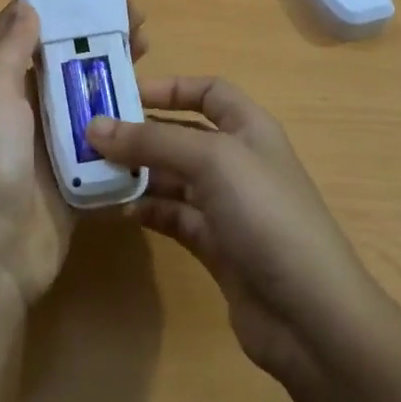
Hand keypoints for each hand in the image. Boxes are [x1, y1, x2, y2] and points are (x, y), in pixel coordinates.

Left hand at [0, 0, 146, 305]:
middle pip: (70, 63)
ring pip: (92, 98)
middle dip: (101, 40)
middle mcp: (30, 108)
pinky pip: (108, 141)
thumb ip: (9, 49)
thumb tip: (27, 4)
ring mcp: (56, 142)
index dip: (64, 10)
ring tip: (152, 54)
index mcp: (4, 84)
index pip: (35, 34)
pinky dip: (128, 122)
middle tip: (140, 25)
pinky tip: (156, 105)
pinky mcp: (80, 174)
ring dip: (119, 75)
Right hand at [87, 79, 379, 383]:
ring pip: (173, 178)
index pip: (208, 91)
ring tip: (92, 174)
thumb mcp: (211, 161)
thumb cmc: (266, 215)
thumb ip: (152, 140)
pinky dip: (148, 210)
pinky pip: (173, 216)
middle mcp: (238, 161)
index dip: (170, 87)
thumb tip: (94, 126)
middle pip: (182, 134)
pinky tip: (120, 211)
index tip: (123, 93)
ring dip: (137, 173)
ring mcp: (228, 206)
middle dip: (140, 133)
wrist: (310, 315)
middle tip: (90, 137)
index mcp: (249, 129)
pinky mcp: (217, 246)